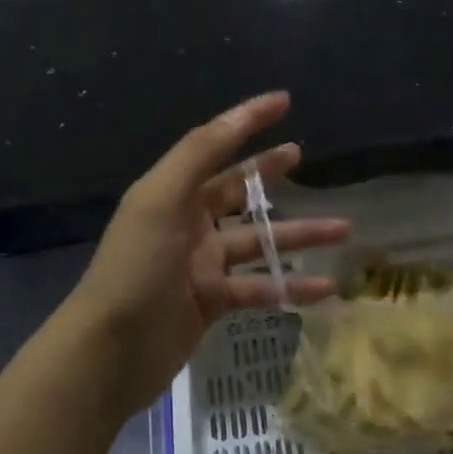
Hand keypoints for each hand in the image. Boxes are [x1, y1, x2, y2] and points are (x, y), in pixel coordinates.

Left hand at [67, 92, 347, 417]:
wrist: (108, 352)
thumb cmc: (135, 268)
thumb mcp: (161, 200)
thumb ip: (199, 155)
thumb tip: (240, 114)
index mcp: (172, 193)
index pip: (215, 146)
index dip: (247, 121)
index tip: (284, 101)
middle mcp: (188, 223)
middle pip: (238, 191)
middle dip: (270, 173)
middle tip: (302, 156)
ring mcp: (201, 265)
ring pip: (259, 242)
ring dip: (299, 235)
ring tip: (344, 228)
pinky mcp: (212, 302)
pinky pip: (260, 286)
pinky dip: (291, 286)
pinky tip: (327, 287)